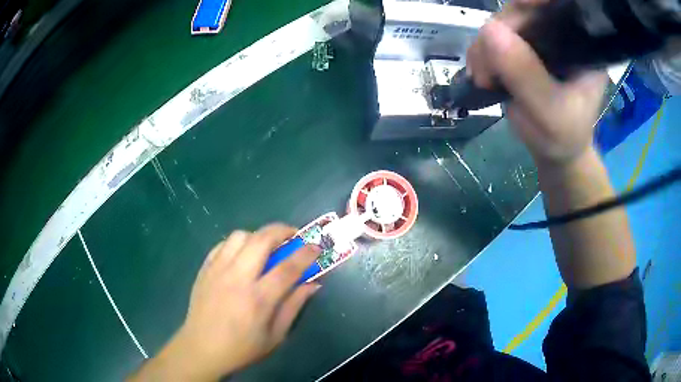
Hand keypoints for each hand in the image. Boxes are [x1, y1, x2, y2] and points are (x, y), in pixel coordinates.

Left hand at [129, 224, 320, 381]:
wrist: (201, 348)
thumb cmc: (242, 347)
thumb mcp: (276, 336)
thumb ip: (294, 306)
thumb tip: (313, 284)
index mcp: (258, 299)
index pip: (288, 268)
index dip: (306, 253)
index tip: (316, 246)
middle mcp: (237, 278)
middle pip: (262, 240)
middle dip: (283, 231)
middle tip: (293, 236)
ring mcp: (217, 270)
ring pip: (240, 236)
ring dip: (258, 235)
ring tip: (266, 247)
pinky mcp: (205, 269)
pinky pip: (223, 244)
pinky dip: (238, 243)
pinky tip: (242, 255)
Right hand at [466, 2, 607, 168]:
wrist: (554, 151)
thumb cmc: (562, 136)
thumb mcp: (550, 113)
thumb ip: (526, 75)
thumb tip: (489, 30)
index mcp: (581, 46)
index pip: (559, 7)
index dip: (535, 2)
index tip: (516, 12)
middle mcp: (560, 34)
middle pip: (524, 10)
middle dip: (500, 32)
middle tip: (487, 68)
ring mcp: (538, 38)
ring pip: (503, 21)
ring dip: (485, 47)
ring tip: (484, 78)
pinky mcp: (520, 46)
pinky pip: (492, 36)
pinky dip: (481, 52)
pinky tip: (482, 73)